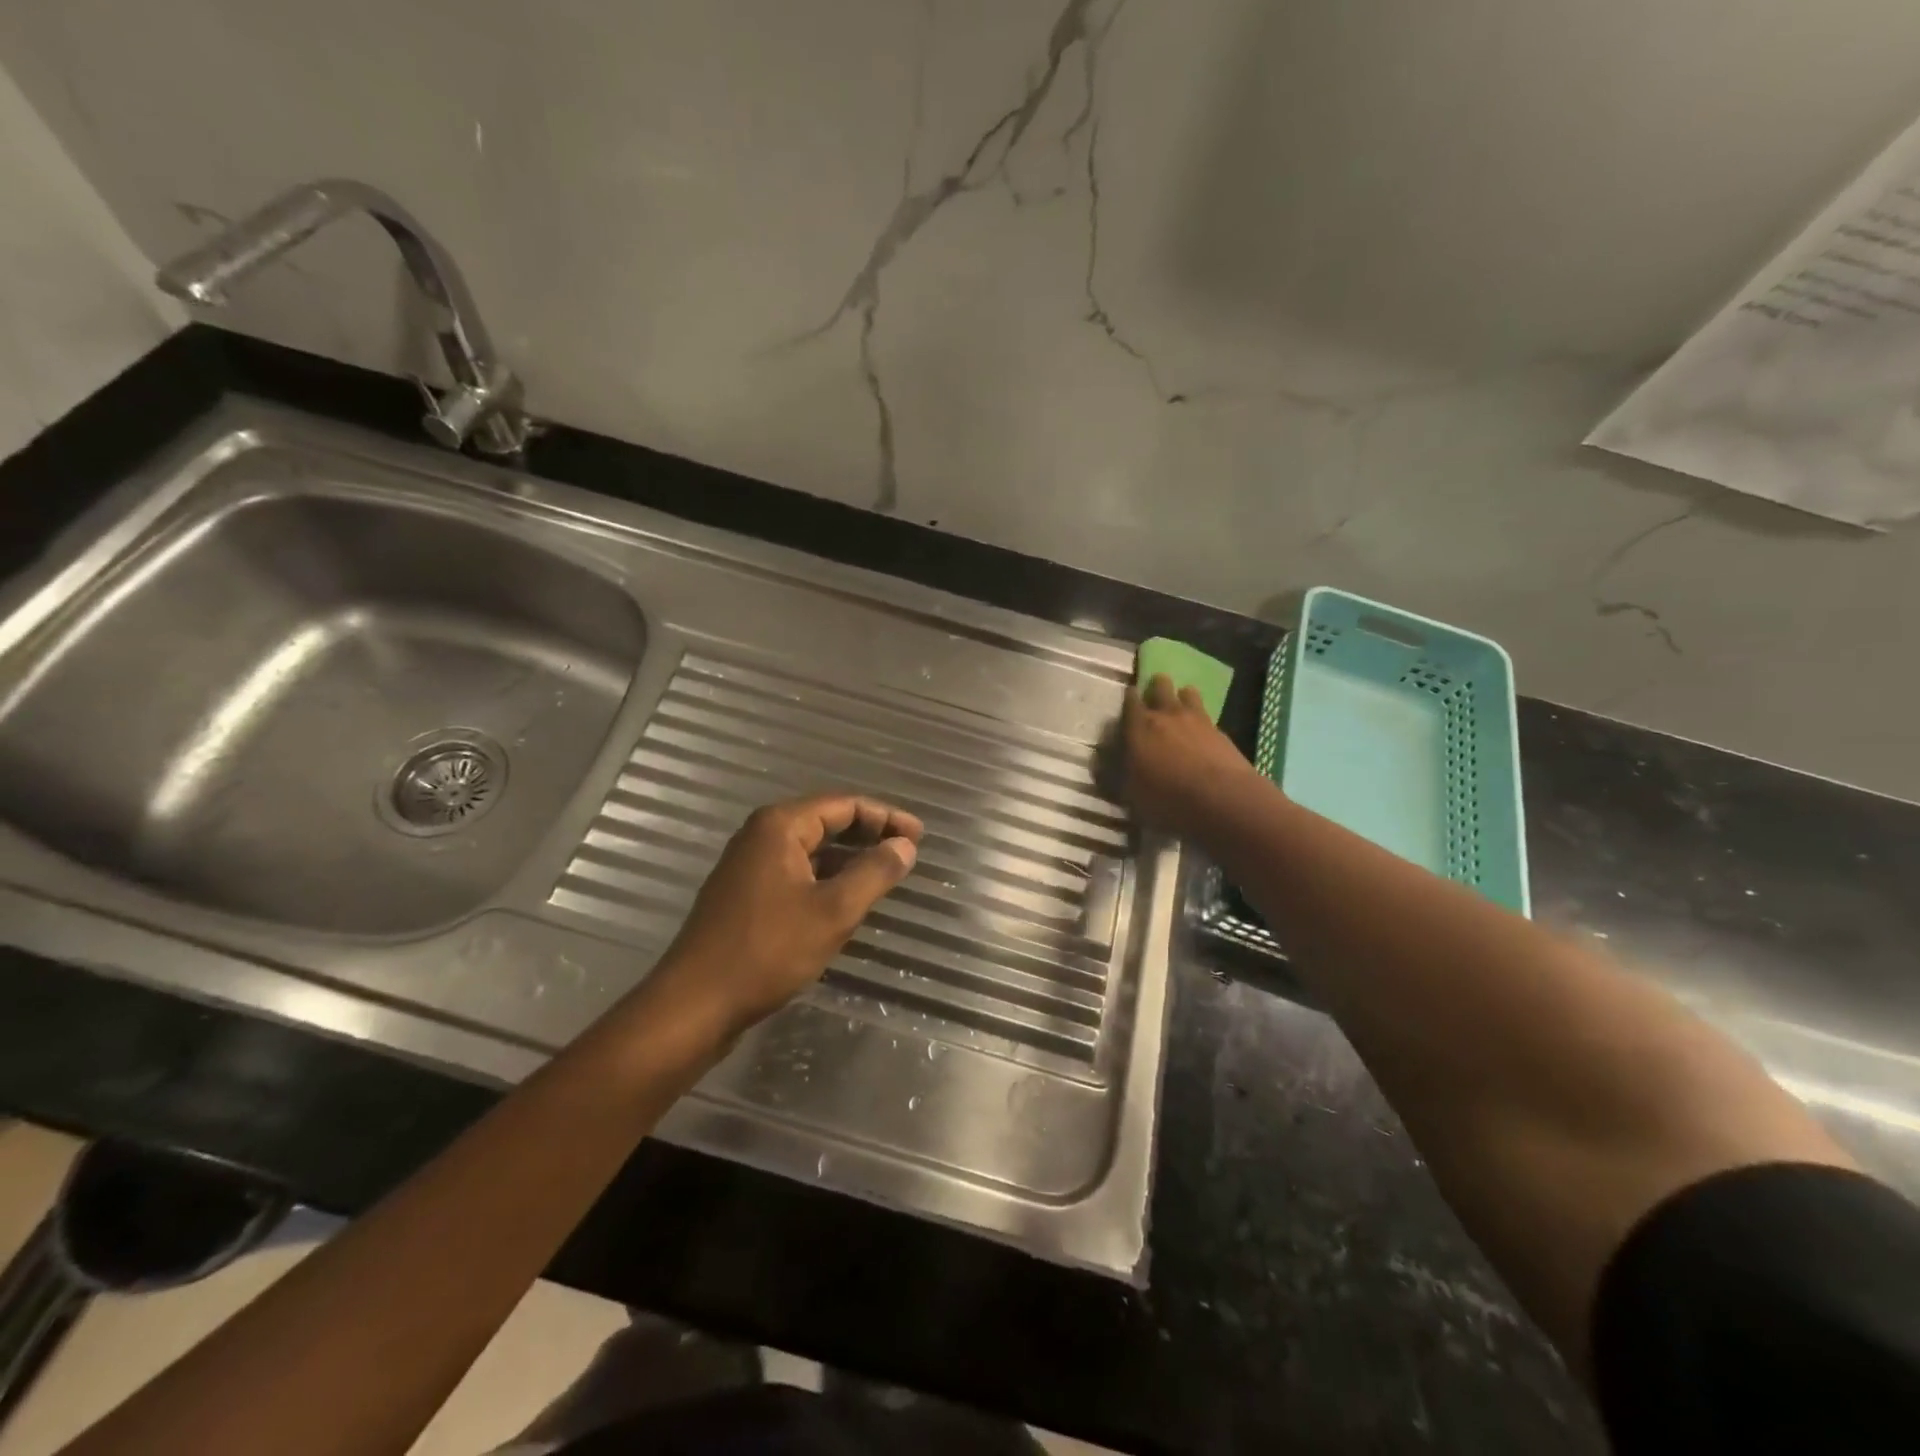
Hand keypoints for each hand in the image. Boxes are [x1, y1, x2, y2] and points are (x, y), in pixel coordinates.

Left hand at [646, 794, 923, 1037]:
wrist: (696, 1004)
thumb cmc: (768, 950)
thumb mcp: (834, 911)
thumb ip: (874, 872)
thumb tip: (905, 845)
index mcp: (780, 826)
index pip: (844, 805)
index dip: (886, 817)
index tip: (919, 836)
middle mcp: (761, 836)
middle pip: (826, 821)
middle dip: (869, 833)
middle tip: (907, 850)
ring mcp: (749, 865)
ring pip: (811, 849)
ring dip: (848, 857)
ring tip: (884, 873)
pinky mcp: (745, 895)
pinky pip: (796, 872)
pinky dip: (826, 877)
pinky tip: (845, 898)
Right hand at [1121, 674, 1262, 836]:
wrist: (1220, 799)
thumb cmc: (1166, 798)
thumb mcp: (1130, 794)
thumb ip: (1118, 774)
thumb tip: (1106, 766)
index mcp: (1139, 726)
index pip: (1130, 700)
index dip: (1129, 698)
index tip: (1129, 700)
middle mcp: (1166, 714)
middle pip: (1160, 685)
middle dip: (1156, 687)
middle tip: (1154, 697)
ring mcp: (1197, 719)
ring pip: (1187, 692)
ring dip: (1182, 697)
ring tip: (1180, 709)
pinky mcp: (1220, 731)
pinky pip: (1207, 715)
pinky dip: (1201, 719)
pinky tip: (1201, 732)